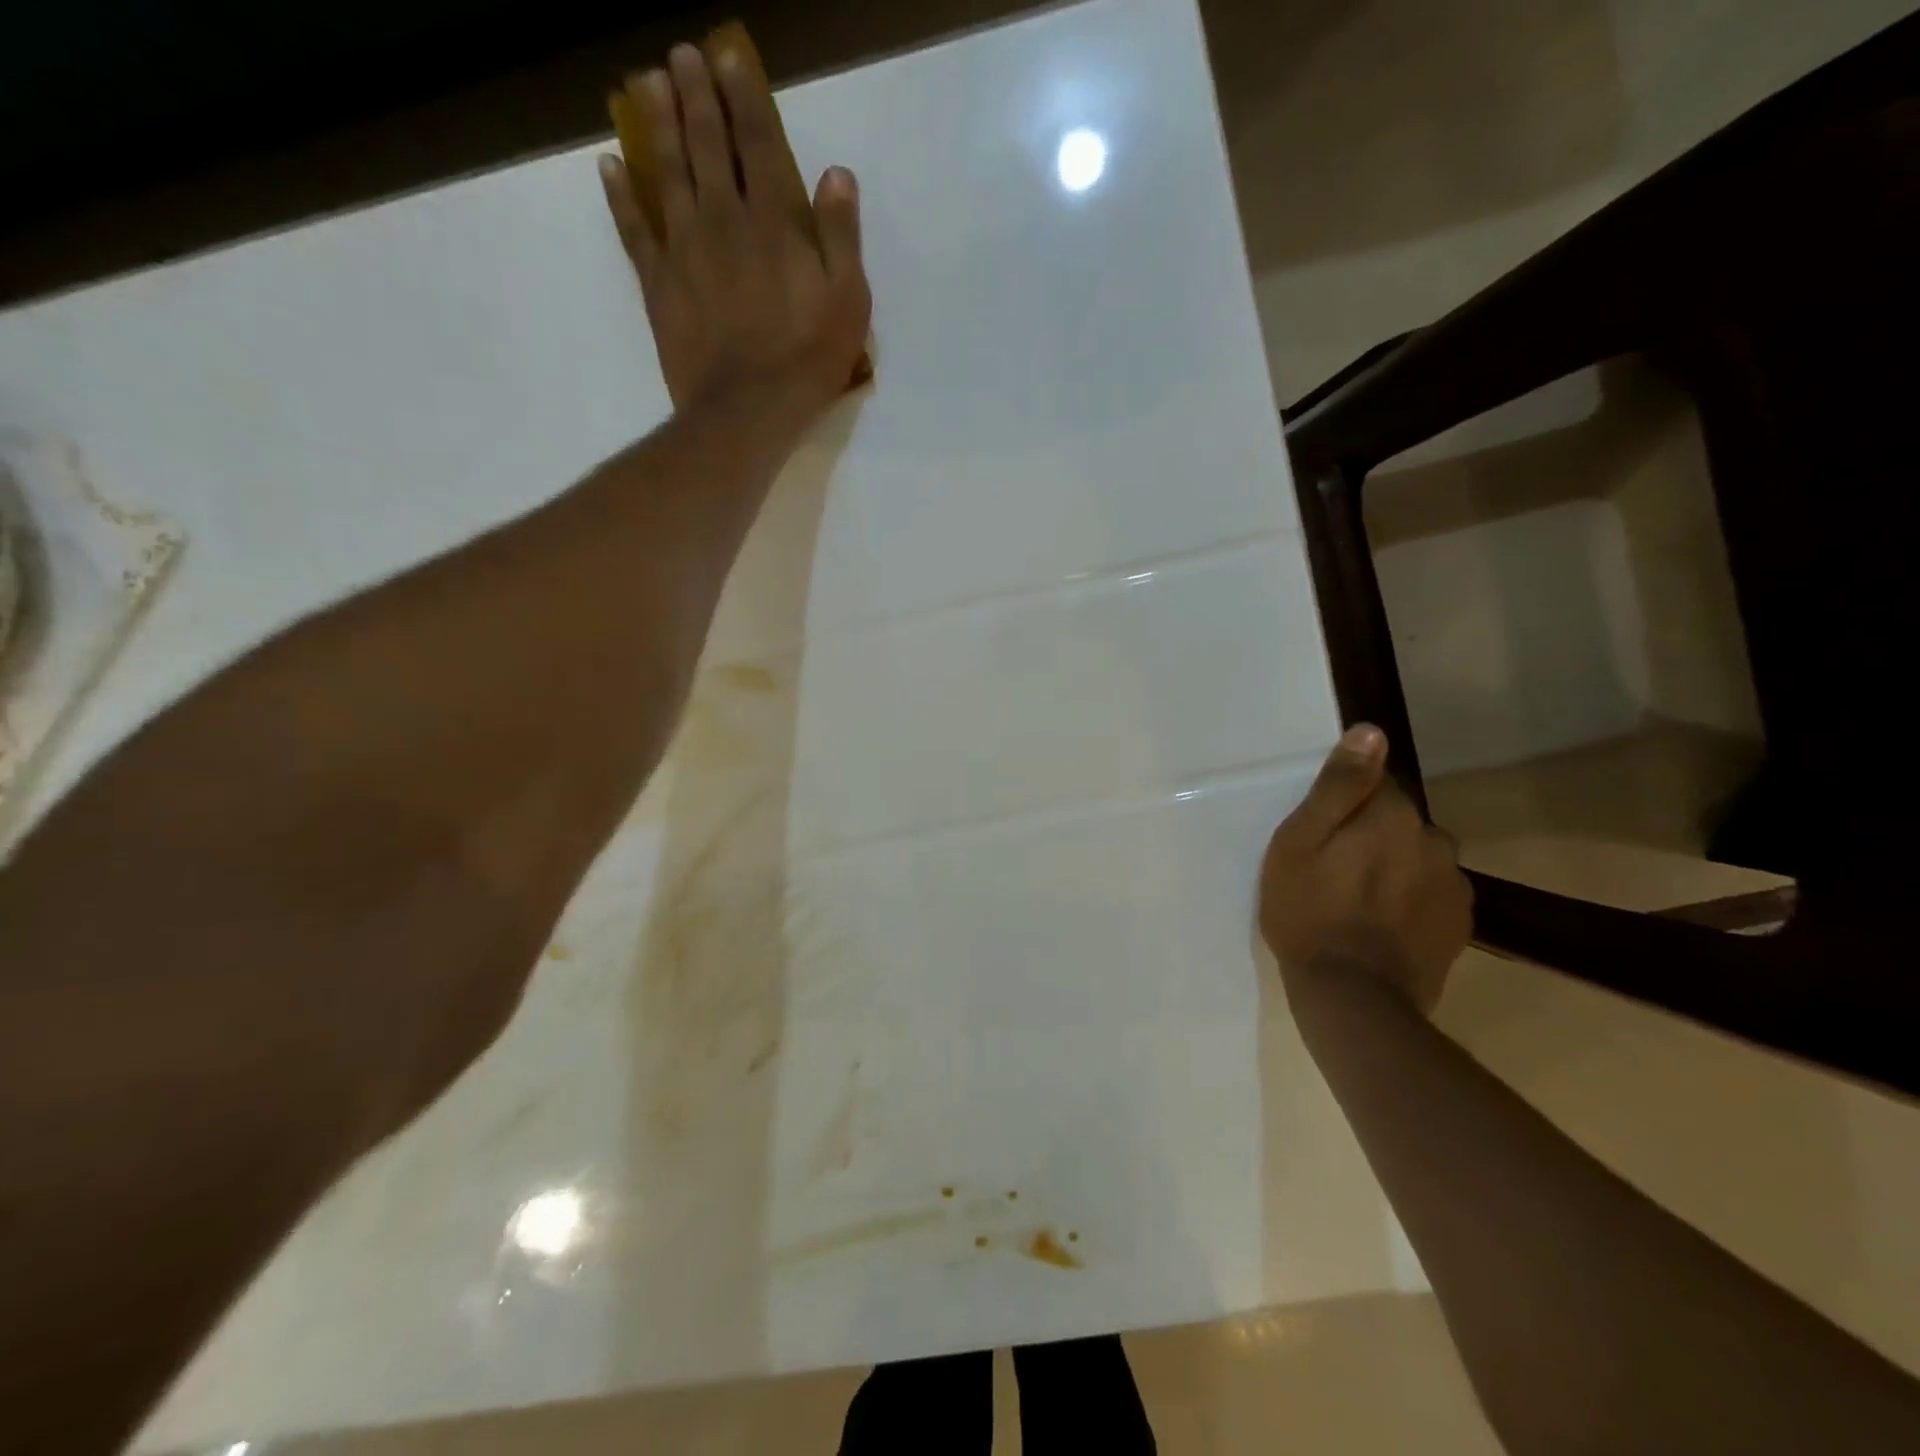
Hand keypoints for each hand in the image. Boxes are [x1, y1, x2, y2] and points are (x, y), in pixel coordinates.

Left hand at [600, 44, 872, 423]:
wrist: (746, 409)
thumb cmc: (807, 361)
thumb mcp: (848, 303)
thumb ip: (841, 237)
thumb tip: (836, 174)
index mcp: (775, 222)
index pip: (758, 143)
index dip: (744, 96)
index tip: (728, 57)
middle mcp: (724, 219)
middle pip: (707, 145)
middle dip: (695, 96)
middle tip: (681, 58)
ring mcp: (685, 248)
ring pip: (667, 172)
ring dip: (657, 126)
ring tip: (646, 85)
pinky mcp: (659, 282)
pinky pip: (634, 229)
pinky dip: (620, 196)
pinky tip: (610, 166)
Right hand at [1260, 724, 1472, 1014]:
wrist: (1353, 996)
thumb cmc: (1309, 912)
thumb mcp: (1299, 842)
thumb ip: (1338, 786)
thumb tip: (1371, 731)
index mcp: (1392, 815)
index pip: (1375, 783)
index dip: (1345, 804)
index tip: (1322, 833)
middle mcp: (1434, 840)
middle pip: (1399, 820)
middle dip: (1371, 834)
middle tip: (1332, 870)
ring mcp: (1454, 884)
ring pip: (1417, 856)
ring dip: (1394, 866)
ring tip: (1357, 901)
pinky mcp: (1460, 923)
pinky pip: (1432, 892)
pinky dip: (1411, 899)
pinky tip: (1383, 924)